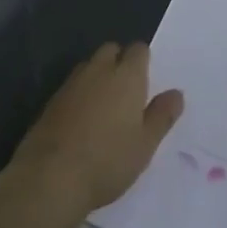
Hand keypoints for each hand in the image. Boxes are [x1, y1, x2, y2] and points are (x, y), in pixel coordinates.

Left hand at [7, 43, 183, 223]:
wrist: (50, 178)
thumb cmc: (107, 160)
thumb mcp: (145, 145)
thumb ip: (162, 116)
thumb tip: (176, 94)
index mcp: (127, 75)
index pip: (139, 49)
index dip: (143, 61)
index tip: (146, 83)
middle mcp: (99, 69)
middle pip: (111, 50)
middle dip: (119, 62)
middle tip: (126, 93)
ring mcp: (72, 83)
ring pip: (89, 67)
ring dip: (97, 77)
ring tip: (103, 108)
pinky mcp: (50, 101)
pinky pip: (71, 87)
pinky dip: (79, 96)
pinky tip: (80, 122)